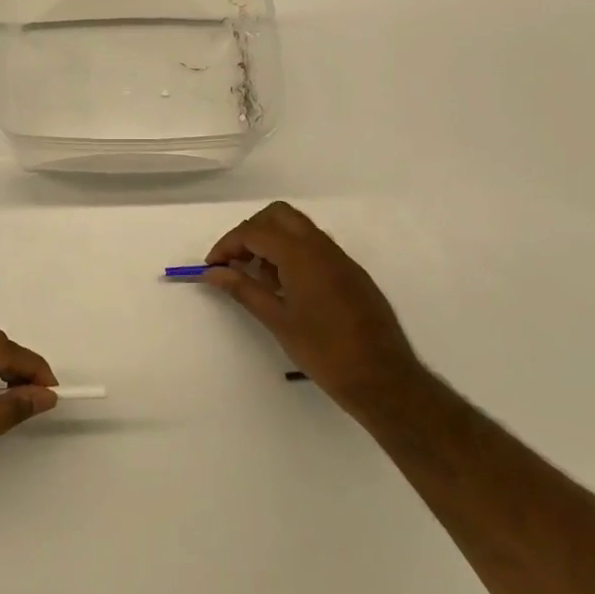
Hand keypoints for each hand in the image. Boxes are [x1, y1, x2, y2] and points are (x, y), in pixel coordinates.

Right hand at [203, 202, 425, 405]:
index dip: (227, 245)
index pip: (254, 232)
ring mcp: (340, 258)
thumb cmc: (324, 350)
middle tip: (235, 262)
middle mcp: (322, 247)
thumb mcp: (277, 320)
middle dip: (250, 232)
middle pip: (278, 216)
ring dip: (272, 242)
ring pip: (298, 229)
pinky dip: (292, 254)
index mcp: (301, 255)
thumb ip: (243, 289)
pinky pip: (315, 247)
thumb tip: (213, 272)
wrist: (382, 377)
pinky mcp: (351, 273)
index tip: (212, 267)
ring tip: (259, 279)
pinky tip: (286, 289)